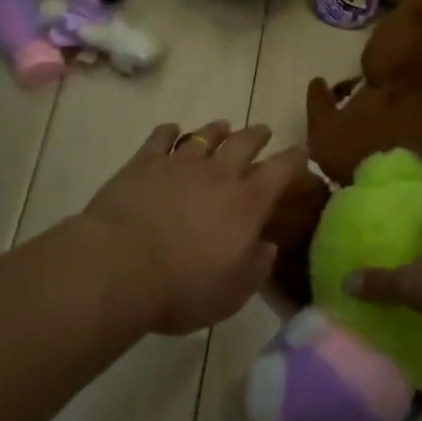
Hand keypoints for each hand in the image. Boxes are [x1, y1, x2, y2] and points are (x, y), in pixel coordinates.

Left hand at [80, 122, 307, 335]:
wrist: (119, 266)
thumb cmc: (182, 288)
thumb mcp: (231, 294)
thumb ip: (255, 268)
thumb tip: (266, 246)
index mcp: (246, 204)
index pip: (280, 171)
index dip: (294, 159)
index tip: (302, 150)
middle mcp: (218, 175)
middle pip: (244, 143)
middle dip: (257, 135)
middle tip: (264, 131)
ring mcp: (179, 164)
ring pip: (204, 136)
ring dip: (217, 130)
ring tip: (223, 126)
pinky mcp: (144, 163)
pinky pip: (161, 137)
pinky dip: (169, 131)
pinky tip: (171, 130)